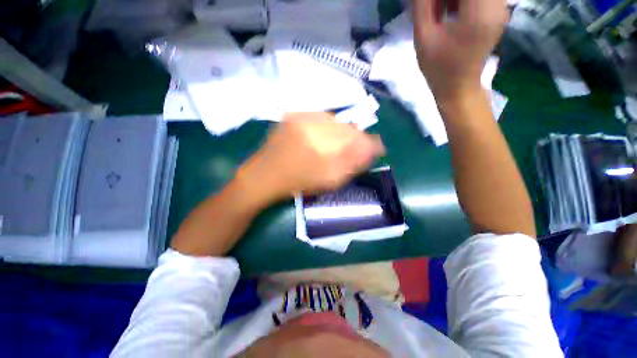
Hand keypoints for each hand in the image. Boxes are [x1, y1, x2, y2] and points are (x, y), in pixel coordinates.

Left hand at [237, 112, 383, 202]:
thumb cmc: (297, 182)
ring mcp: (301, 117)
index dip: (370, 143)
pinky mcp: (293, 115)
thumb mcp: (329, 181)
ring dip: (340, 131)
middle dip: (355, 138)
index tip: (375, 149)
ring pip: (334, 120)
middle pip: (347, 127)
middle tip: (354, 149)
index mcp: (324, 145)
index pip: (358, 138)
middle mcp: (314, 125)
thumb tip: (372, 150)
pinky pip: (319, 117)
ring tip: (336, 144)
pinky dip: (326, 126)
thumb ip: (352, 164)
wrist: (263, 176)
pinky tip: (321, 137)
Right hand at [411, 0, 506, 101]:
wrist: (458, 87)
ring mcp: (501, 7)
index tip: (430, 3)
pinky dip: (462, 1)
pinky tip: (451, 9)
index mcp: (479, 13)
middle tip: (434, 7)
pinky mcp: (499, 10)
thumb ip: (423, 5)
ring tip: (441, 10)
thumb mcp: (423, 37)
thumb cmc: (438, 68)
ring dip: (453, 0)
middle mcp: (497, 4)